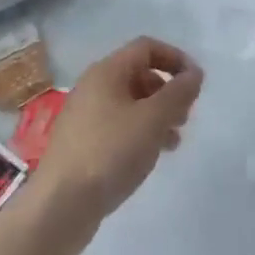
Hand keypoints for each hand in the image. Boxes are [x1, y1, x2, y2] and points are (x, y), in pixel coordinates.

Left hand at [33, 37, 203, 234]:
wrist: (59, 207)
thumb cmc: (110, 152)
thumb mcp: (153, 119)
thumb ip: (178, 93)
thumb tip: (194, 74)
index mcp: (107, 72)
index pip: (146, 47)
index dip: (175, 58)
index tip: (195, 83)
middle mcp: (93, 87)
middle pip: (139, 75)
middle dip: (167, 91)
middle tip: (185, 117)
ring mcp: (84, 117)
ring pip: (130, 104)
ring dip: (157, 116)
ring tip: (173, 142)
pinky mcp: (81, 144)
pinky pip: (118, 126)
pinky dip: (139, 133)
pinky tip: (149, 157)